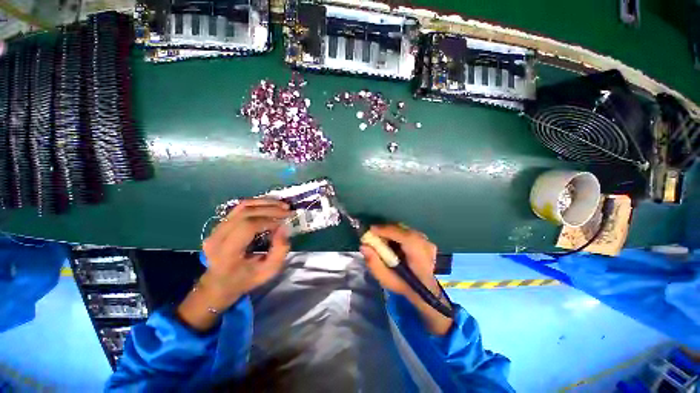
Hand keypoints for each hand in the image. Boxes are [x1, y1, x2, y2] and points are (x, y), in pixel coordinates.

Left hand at [178, 199, 291, 330]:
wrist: (219, 283)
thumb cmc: (245, 279)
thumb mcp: (268, 271)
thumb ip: (280, 251)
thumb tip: (284, 227)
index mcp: (226, 253)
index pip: (247, 227)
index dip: (269, 221)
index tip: (285, 222)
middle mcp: (217, 237)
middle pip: (245, 213)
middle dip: (270, 209)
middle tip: (288, 210)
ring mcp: (216, 228)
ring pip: (242, 206)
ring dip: (265, 202)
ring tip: (282, 204)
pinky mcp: (219, 224)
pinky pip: (240, 207)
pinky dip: (258, 203)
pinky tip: (270, 205)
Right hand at [360, 225, 452, 334]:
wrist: (425, 290)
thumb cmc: (404, 286)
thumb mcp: (386, 280)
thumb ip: (374, 263)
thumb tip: (363, 246)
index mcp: (419, 257)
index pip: (405, 237)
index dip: (387, 230)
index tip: (370, 230)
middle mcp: (426, 245)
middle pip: (404, 230)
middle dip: (386, 230)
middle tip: (373, 235)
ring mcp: (428, 242)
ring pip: (405, 230)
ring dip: (392, 232)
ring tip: (381, 238)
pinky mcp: (426, 240)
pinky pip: (408, 232)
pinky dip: (398, 234)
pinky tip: (392, 241)